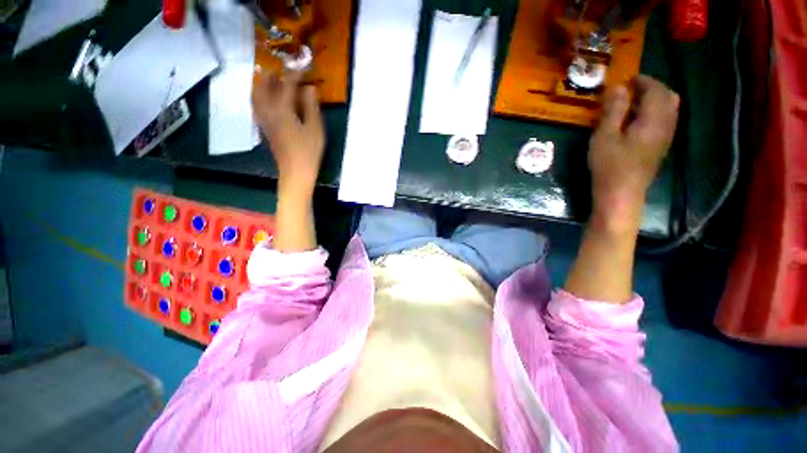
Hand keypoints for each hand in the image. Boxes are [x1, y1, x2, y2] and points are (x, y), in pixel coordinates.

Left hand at [252, 70, 324, 190]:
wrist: (295, 171)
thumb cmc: (308, 151)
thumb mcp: (315, 128)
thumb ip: (311, 106)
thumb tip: (310, 88)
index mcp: (282, 109)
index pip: (286, 85)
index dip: (295, 75)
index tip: (303, 70)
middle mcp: (268, 111)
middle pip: (264, 86)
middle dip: (272, 76)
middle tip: (282, 72)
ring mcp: (264, 120)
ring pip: (256, 96)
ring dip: (262, 85)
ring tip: (270, 81)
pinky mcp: (264, 128)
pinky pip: (257, 106)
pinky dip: (260, 97)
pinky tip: (266, 100)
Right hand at [589, 75, 679, 230]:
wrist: (621, 194)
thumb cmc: (610, 165)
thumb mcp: (605, 136)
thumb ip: (613, 111)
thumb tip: (617, 87)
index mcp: (653, 119)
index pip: (656, 90)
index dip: (643, 81)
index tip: (627, 79)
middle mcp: (666, 125)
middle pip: (668, 97)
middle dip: (653, 88)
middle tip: (632, 89)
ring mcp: (665, 138)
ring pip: (669, 110)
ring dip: (655, 101)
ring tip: (634, 103)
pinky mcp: (660, 148)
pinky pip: (665, 122)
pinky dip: (655, 113)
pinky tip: (638, 121)